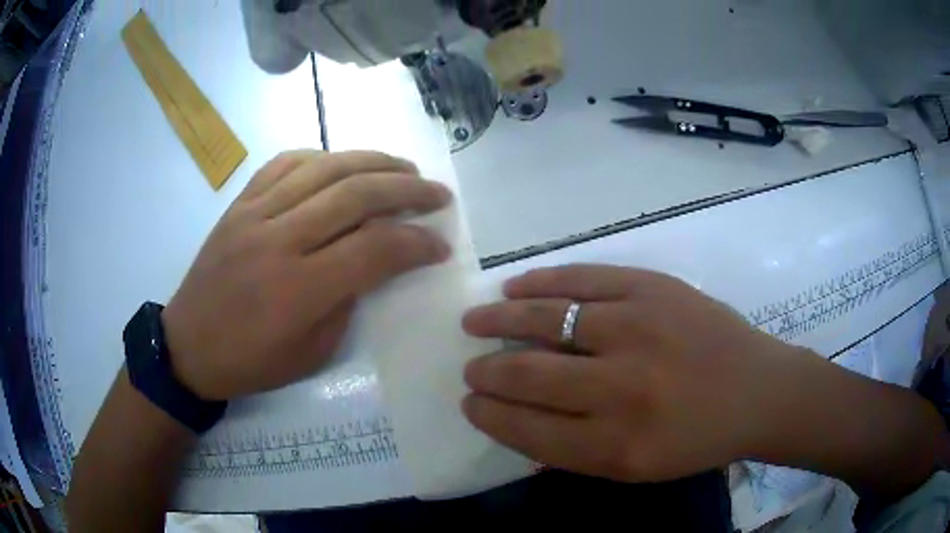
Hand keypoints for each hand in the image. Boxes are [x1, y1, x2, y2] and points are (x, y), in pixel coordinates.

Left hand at [162, 150, 451, 400]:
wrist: (187, 346)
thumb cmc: (251, 362)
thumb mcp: (312, 354)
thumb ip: (347, 302)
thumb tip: (374, 261)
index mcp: (299, 289)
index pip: (375, 249)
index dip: (417, 243)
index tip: (440, 245)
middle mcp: (279, 239)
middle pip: (356, 194)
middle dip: (408, 190)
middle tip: (438, 194)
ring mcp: (255, 214)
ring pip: (325, 167)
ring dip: (373, 162)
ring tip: (403, 169)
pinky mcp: (239, 204)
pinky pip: (285, 163)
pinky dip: (321, 157)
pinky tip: (341, 163)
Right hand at [461, 265, 810, 482]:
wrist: (759, 390)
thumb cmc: (699, 439)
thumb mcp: (638, 468)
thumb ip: (577, 452)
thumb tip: (520, 424)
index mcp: (615, 444)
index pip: (527, 430)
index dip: (490, 416)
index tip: (470, 403)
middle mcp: (621, 388)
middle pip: (528, 375)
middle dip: (487, 373)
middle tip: (471, 368)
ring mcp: (638, 328)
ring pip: (546, 319)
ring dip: (500, 321)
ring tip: (475, 321)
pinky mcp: (653, 288)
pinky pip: (583, 279)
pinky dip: (541, 282)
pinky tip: (515, 287)